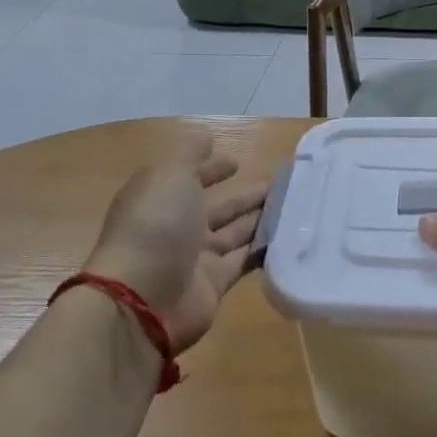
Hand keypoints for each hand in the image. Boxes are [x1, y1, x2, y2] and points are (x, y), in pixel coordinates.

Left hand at [81, 134, 268, 352]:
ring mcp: (196, 259)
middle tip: (279, 185)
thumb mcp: (170, 175)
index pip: (189, 178)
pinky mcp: (215, 284)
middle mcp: (177, 228)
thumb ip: (190, 153)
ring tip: (292, 205)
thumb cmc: (156, 227)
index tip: (237, 162)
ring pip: (234, 233)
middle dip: (244, 196)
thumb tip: (206, 137)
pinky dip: (263, 249)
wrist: (144, 299)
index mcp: (161, 200)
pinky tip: (288, 236)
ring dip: (259, 219)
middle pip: (217, 208)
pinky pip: (244, 260)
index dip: (211, 169)